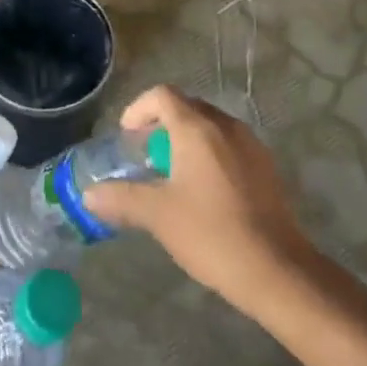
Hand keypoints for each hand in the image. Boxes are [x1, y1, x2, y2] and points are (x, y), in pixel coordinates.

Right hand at [83, 86, 317, 317]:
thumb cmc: (211, 233)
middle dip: (161, 124)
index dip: (139, 109)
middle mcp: (226, 126)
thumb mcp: (158, 215)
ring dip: (186, 139)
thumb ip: (121, 199)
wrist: (277, 269)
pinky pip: (229, 145)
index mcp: (197, 128)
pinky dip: (209, 154)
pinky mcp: (266, 168)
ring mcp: (250, 145)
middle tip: (145, 154)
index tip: (127, 137)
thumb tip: (89, 195)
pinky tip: (203, 192)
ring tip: (171, 174)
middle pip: (187, 107)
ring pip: (210, 126)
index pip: (162, 95)